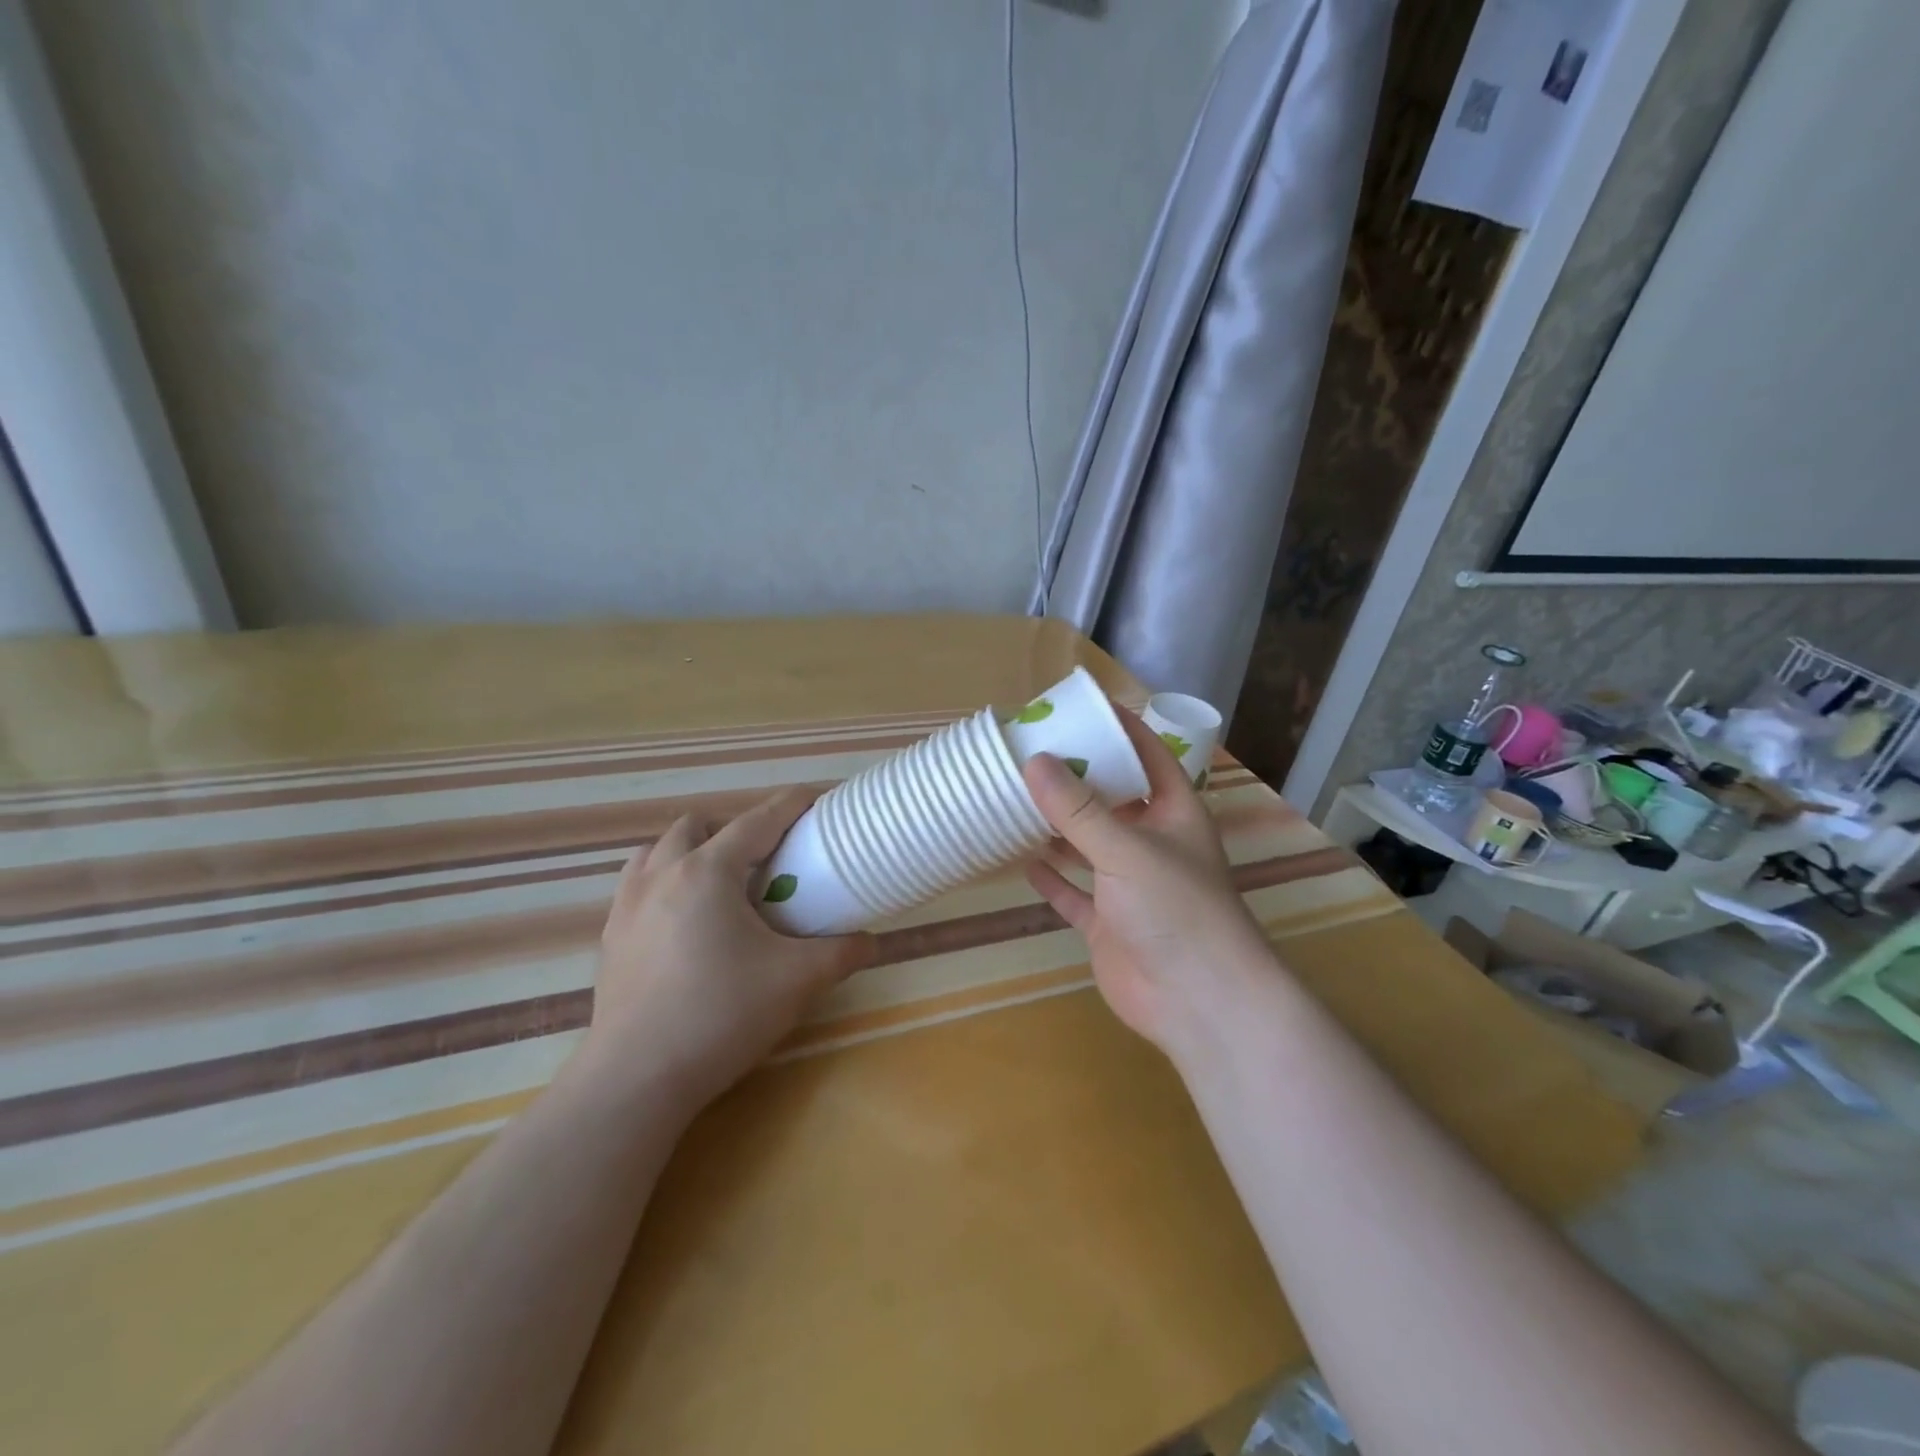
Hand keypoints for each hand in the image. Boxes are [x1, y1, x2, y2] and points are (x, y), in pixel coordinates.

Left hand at [572, 791, 873, 1110]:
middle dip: (735, 828)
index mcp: (708, 872)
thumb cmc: (721, 1016)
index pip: (758, 820)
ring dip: (691, 851)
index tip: (817, 800)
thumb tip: (870, 941)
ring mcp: (627, 905)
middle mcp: (662, 874)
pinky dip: (664, 882)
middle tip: (766, 860)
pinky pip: (637, 885)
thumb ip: (840, 953)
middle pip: (698, 825)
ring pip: (658, 850)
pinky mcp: (610, 938)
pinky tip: (684, 922)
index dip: (791, 804)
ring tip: (721, 885)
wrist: (636, 1079)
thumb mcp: (796, 981)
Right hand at [1022, 707, 1276, 1059]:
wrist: (1199, 1002)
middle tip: (1030, 750)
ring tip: (1016, 797)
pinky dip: (1052, 878)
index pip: (1147, 754)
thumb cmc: (1176, 909)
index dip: (1118, 727)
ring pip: (1087, 845)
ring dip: (1057, 826)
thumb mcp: (1126, 849)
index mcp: (1173, 811)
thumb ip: (1078, 809)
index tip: (1078, 706)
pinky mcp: (1108, 923)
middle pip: (1111, 798)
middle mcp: (1152, 842)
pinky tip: (1022, 861)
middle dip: (1076, 777)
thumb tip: (1034, 760)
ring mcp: (1128, 885)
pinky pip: (1073, 894)